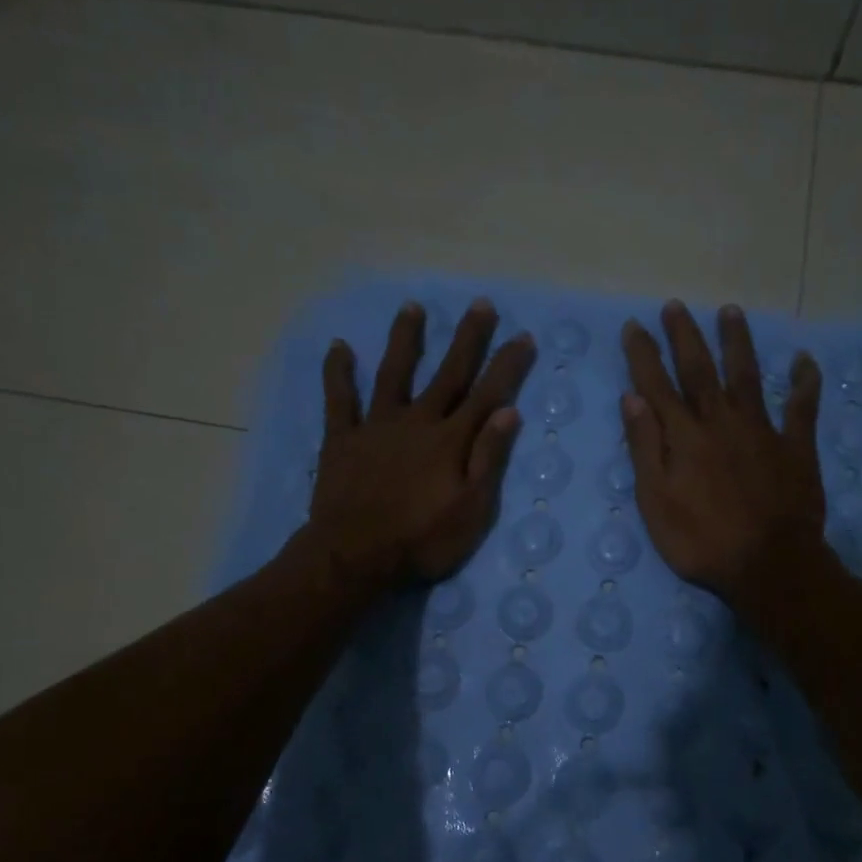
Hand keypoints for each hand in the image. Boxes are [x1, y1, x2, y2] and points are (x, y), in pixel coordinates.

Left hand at [306, 298, 534, 588]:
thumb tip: (508, 412)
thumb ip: (488, 459)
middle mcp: (417, 422)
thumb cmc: (421, 540)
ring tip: (412, 307)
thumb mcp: (471, 510)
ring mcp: (376, 426)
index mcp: (451, 441)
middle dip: (467, 339)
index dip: (507, 366)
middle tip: (481, 305)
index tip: (523, 337)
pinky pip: (339, 399)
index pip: (488, 395)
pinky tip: (340, 346)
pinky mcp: (342, 438)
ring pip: (394, 373)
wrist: (355, 556)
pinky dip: (339, 372)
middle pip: (448, 373)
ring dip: (405, 339)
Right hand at [620, 302, 827, 611]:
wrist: (768, 565)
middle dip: (685, 336)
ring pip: (748, 376)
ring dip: (738, 343)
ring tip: (731, 311)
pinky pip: (803, 408)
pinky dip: (804, 383)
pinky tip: (804, 360)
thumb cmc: (701, 542)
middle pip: (701, 370)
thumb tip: (632, 399)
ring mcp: (762, 431)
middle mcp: (721, 423)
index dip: (643, 355)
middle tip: (675, 305)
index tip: (634, 326)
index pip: (657, 386)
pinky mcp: (795, 447)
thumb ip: (645, 449)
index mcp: (685, 437)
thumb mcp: (657, 503)